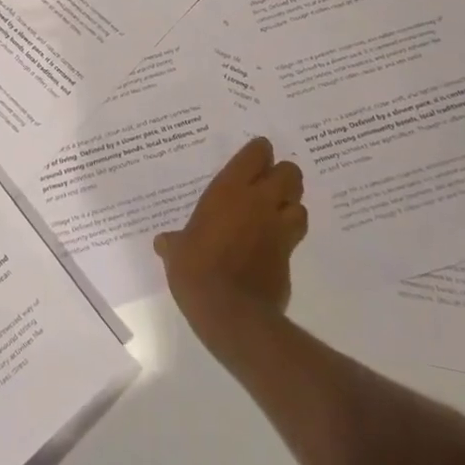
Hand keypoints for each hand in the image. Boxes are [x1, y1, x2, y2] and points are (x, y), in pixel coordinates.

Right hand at [154, 137, 306, 315]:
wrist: (230, 312)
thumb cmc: (196, 269)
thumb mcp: (177, 252)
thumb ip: (174, 243)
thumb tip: (163, 242)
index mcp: (230, 190)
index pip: (257, 154)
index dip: (259, 153)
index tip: (254, 158)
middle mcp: (260, 202)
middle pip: (290, 173)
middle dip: (283, 177)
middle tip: (268, 186)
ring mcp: (279, 230)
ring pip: (300, 205)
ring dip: (291, 207)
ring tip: (275, 215)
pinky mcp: (289, 258)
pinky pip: (295, 239)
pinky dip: (287, 239)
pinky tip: (271, 248)